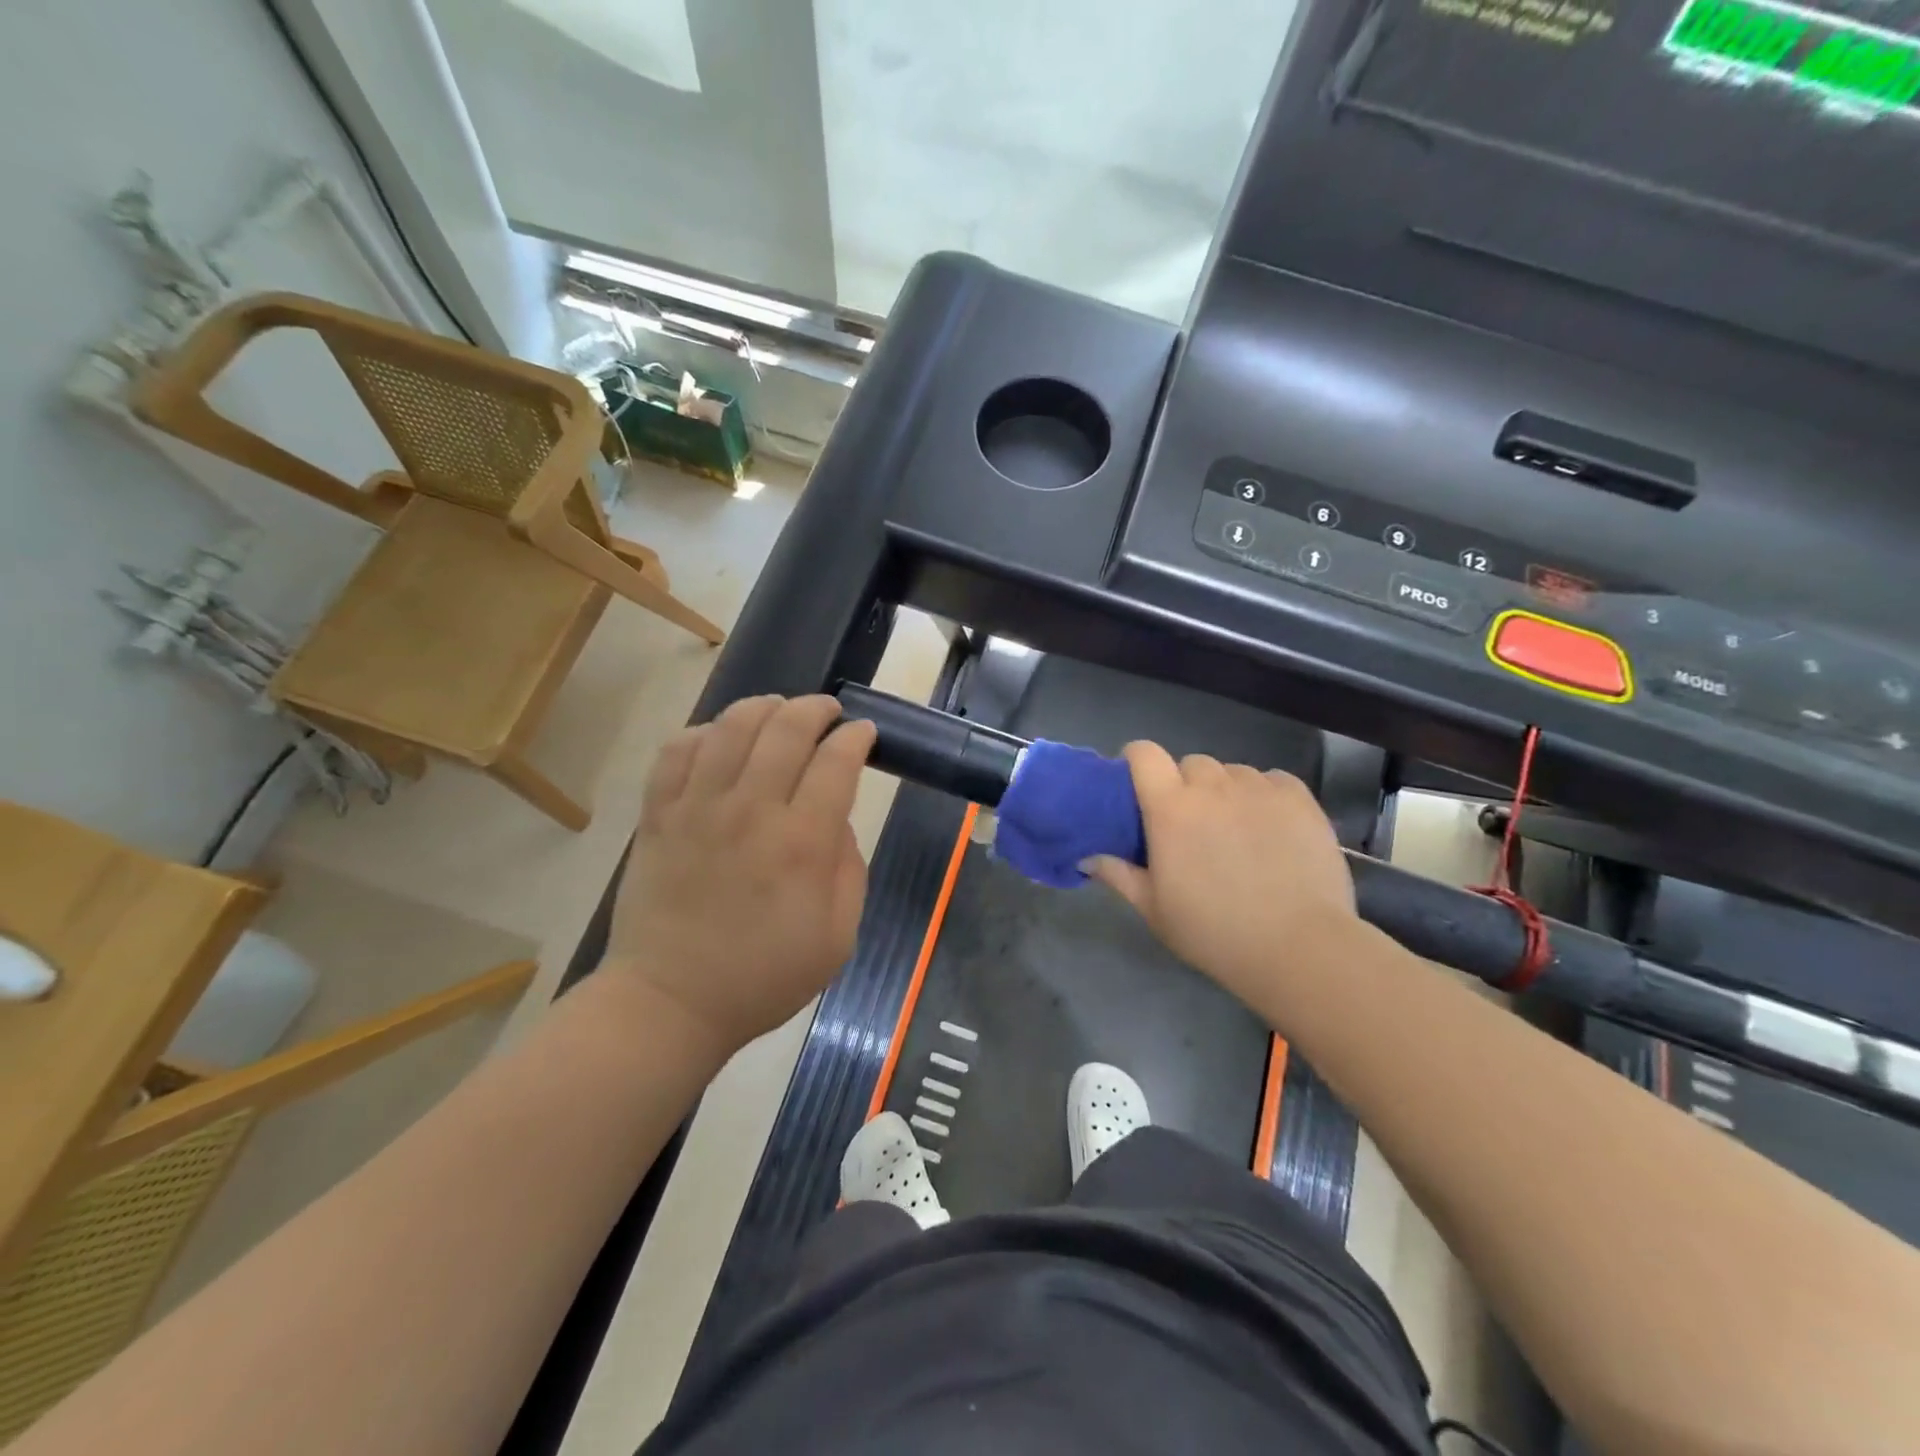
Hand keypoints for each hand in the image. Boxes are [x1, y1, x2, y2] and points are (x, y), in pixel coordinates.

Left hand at [604, 695, 876, 1054]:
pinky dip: (705, 732)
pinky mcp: (659, 814)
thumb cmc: (764, 976)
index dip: (856, 737)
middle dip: (816, 709)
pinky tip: (721, 740)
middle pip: (787, 728)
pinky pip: (679, 750)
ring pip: (732, 726)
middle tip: (828, 713)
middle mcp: (751, 811)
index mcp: (801, 843)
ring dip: (764, 707)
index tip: (864, 734)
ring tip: (778, 711)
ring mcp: (698, 808)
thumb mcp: (839, 936)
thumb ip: (848, 868)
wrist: (671, 1002)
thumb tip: (834, 817)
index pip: (836, 762)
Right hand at [1087, 743, 1356, 1016]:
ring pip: (1233, 773)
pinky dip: (1265, 795)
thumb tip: (1087, 858)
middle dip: (1186, 785)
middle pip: (1191, 764)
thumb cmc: (1214, 931)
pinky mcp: (1300, 798)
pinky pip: (1272, 780)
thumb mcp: (1154, 909)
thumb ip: (1119, 875)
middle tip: (1192, 823)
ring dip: (1226, 791)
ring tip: (1237, 829)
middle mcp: (1212, 786)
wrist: (1298, 947)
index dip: (1137, 760)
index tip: (1139, 784)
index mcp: (1170, 807)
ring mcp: (1259, 788)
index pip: (1144, 753)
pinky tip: (1271, 827)